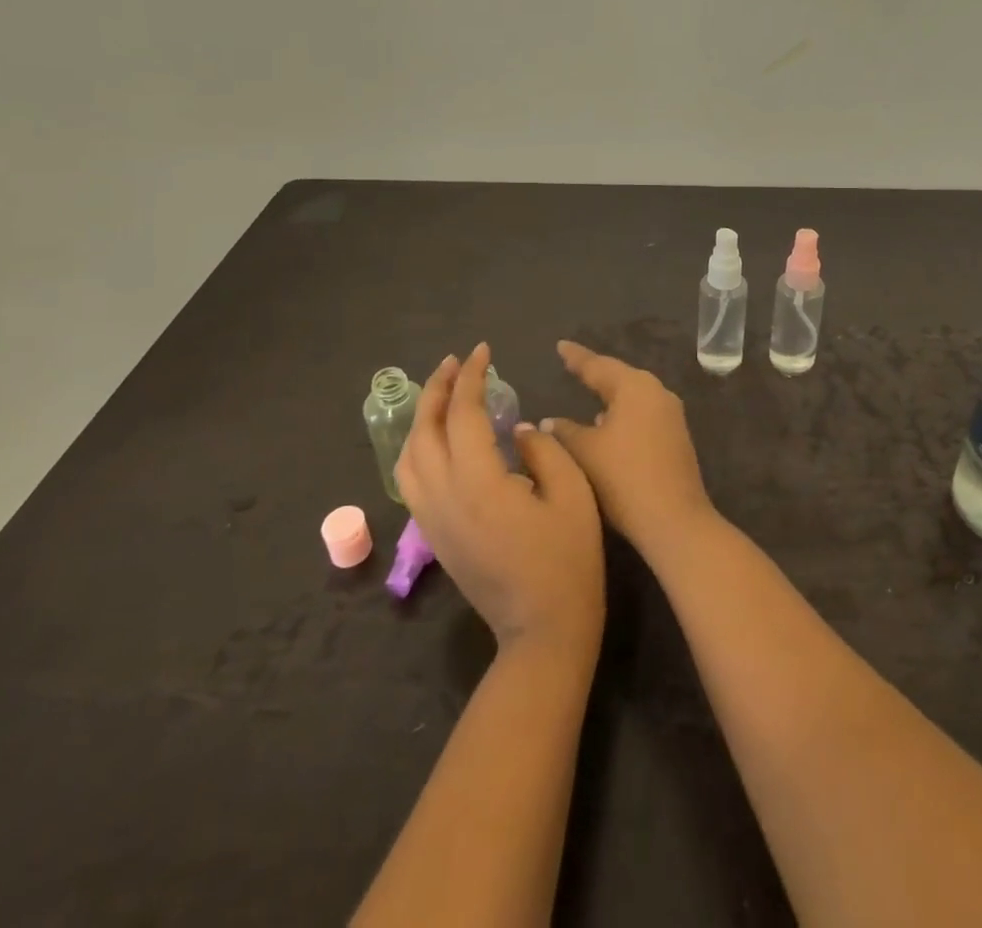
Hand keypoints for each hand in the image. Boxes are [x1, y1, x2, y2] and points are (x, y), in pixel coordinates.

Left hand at [396, 344, 603, 658]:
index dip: (472, 377)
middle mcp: (444, 496)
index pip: (464, 413)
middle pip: (425, 429)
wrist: (543, 631)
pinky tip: (437, 439)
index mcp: (480, 481)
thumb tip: (519, 430)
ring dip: (421, 417)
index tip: (484, 351)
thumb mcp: (573, 495)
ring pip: (408, 456)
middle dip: (437, 388)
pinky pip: (411, 480)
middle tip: (457, 361)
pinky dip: (417, 447)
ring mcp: (433, 519)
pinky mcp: (434, 536)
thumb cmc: (569, 561)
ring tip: (442, 393)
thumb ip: (545, 451)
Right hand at [542, 340, 716, 563]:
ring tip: (587, 391)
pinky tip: (608, 424)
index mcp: (635, 387)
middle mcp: (657, 392)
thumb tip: (550, 420)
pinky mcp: (676, 437)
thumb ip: (564, 430)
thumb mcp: (585, 452)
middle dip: (595, 372)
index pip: (598, 365)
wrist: (674, 519)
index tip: (560, 345)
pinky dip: (623, 413)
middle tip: (572, 365)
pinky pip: (642, 414)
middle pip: (619, 377)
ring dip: (610, 395)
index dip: (576, 357)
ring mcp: (671, 415)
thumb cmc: (624, 478)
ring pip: (633, 396)